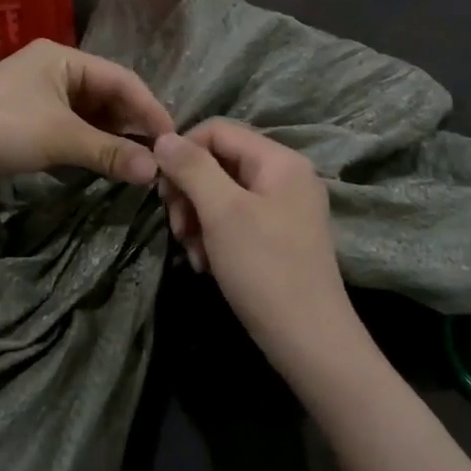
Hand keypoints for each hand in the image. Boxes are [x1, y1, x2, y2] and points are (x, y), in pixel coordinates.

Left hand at [0, 40, 174, 192]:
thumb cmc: (0, 127)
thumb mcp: (60, 138)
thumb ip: (109, 152)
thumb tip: (155, 172)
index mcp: (64, 58)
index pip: (123, 79)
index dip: (150, 109)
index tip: (173, 140)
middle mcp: (55, 69)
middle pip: (108, 95)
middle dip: (132, 125)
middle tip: (158, 157)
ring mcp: (40, 94)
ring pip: (90, 114)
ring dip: (111, 137)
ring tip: (138, 164)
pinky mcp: (27, 119)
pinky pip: (71, 128)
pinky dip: (89, 144)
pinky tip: (105, 164)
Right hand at [153, 120, 352, 361]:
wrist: (309, 340)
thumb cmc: (264, 268)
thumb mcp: (222, 212)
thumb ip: (192, 168)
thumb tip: (164, 137)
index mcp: (279, 161)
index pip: (218, 131)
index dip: (183, 151)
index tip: (162, 189)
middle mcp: (285, 177)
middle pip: (218, 163)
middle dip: (189, 192)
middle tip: (177, 227)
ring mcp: (284, 209)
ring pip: (222, 195)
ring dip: (197, 220)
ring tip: (192, 253)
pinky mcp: (277, 237)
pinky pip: (235, 221)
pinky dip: (214, 238)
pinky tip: (206, 264)